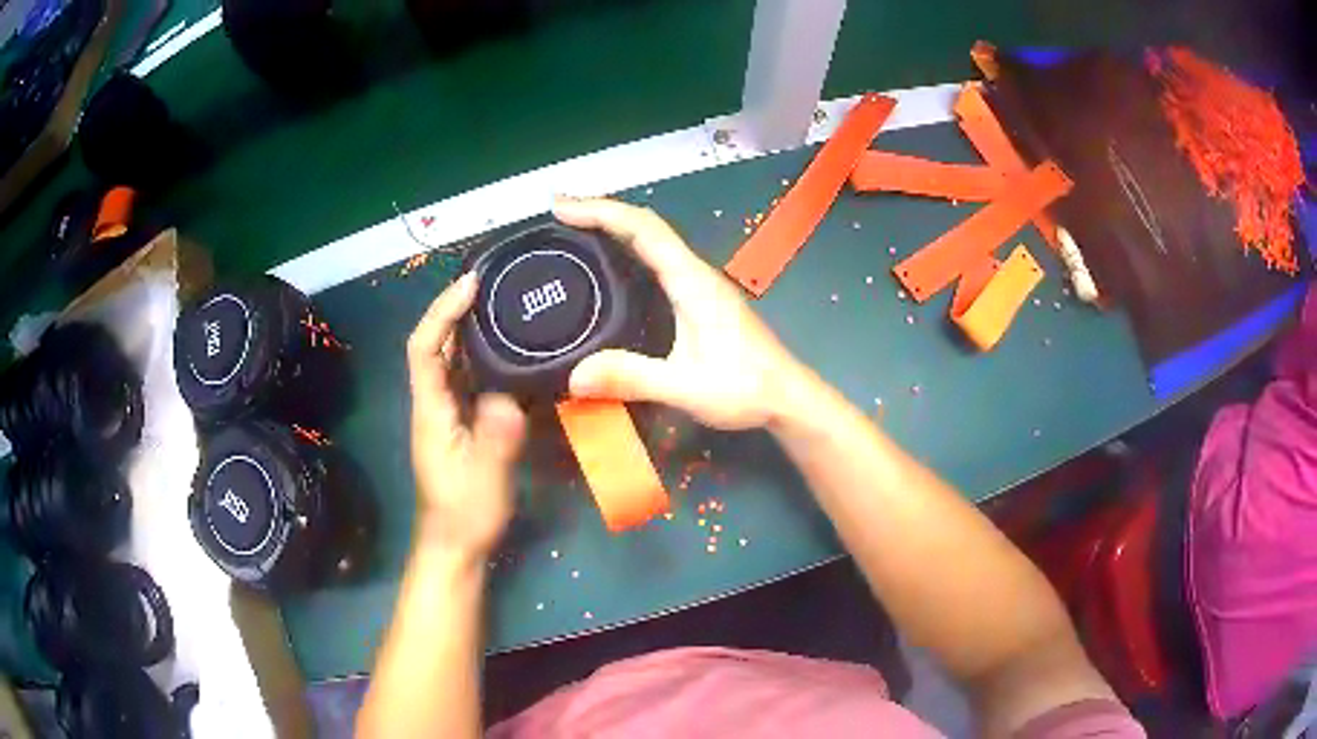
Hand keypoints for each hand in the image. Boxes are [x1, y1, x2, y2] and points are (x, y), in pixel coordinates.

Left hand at [407, 273, 526, 559]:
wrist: (455, 544)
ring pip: (451, 359)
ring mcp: (446, 412)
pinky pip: (467, 377)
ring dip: (468, 327)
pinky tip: (508, 349)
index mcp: (431, 409)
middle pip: (435, 344)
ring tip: (502, 304)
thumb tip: (510, 398)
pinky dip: (481, 354)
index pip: (424, 347)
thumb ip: (496, 439)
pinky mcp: (461, 423)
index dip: (442, 311)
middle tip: (492, 282)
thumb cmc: (464, 513)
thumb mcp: (485, 479)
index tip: (470, 284)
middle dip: (455, 308)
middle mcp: (434, 402)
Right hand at [555, 196, 811, 430]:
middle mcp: (694, 273)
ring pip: (651, 242)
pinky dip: (626, 252)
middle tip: (557, 214)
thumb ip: (634, 378)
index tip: (562, 206)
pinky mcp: (698, 301)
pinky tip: (608, 270)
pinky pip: (656, 262)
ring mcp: (698, 285)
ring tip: (573, 233)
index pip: (644, 229)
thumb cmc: (746, 388)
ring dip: (613, 229)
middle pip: (645, 227)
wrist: (787, 399)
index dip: (601, 211)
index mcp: (692, 281)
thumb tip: (573, 376)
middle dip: (600, 213)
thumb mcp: (687, 387)